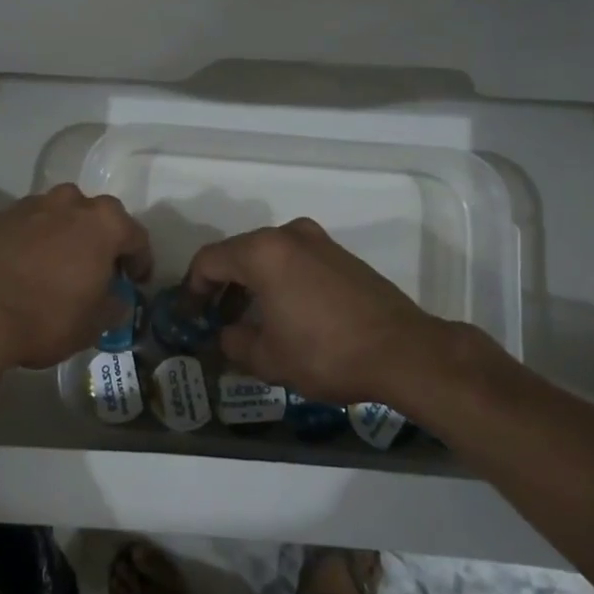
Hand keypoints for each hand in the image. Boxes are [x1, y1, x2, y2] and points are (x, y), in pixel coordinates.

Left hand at [0, 185, 151, 372]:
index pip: (136, 236)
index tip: (136, 282)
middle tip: (98, 271)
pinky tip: (26, 268)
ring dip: (66, 235)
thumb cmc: (45, 317)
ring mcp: (31, 205)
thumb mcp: (93, 325)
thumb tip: (117, 298)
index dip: (140, 261)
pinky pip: (28, 225)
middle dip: (102, 241)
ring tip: (59, 266)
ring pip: (60, 215)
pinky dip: (34, 241)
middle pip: (97, 217)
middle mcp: (71, 202)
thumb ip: (114, 306)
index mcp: (104, 223)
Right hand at [185, 218, 479, 405]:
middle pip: (238, 253)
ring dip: (250, 284)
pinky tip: (284, 314)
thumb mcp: (268, 358)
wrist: (403, 351)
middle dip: (221, 286)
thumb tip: (226, 334)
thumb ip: (234, 342)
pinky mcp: (341, 255)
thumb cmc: (325, 352)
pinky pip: (295, 261)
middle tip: (214, 319)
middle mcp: (288, 235)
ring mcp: (318, 241)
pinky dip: (279, 281)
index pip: (209, 260)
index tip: (189, 315)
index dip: (192, 288)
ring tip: (247, 321)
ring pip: (268, 256)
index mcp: (263, 252)